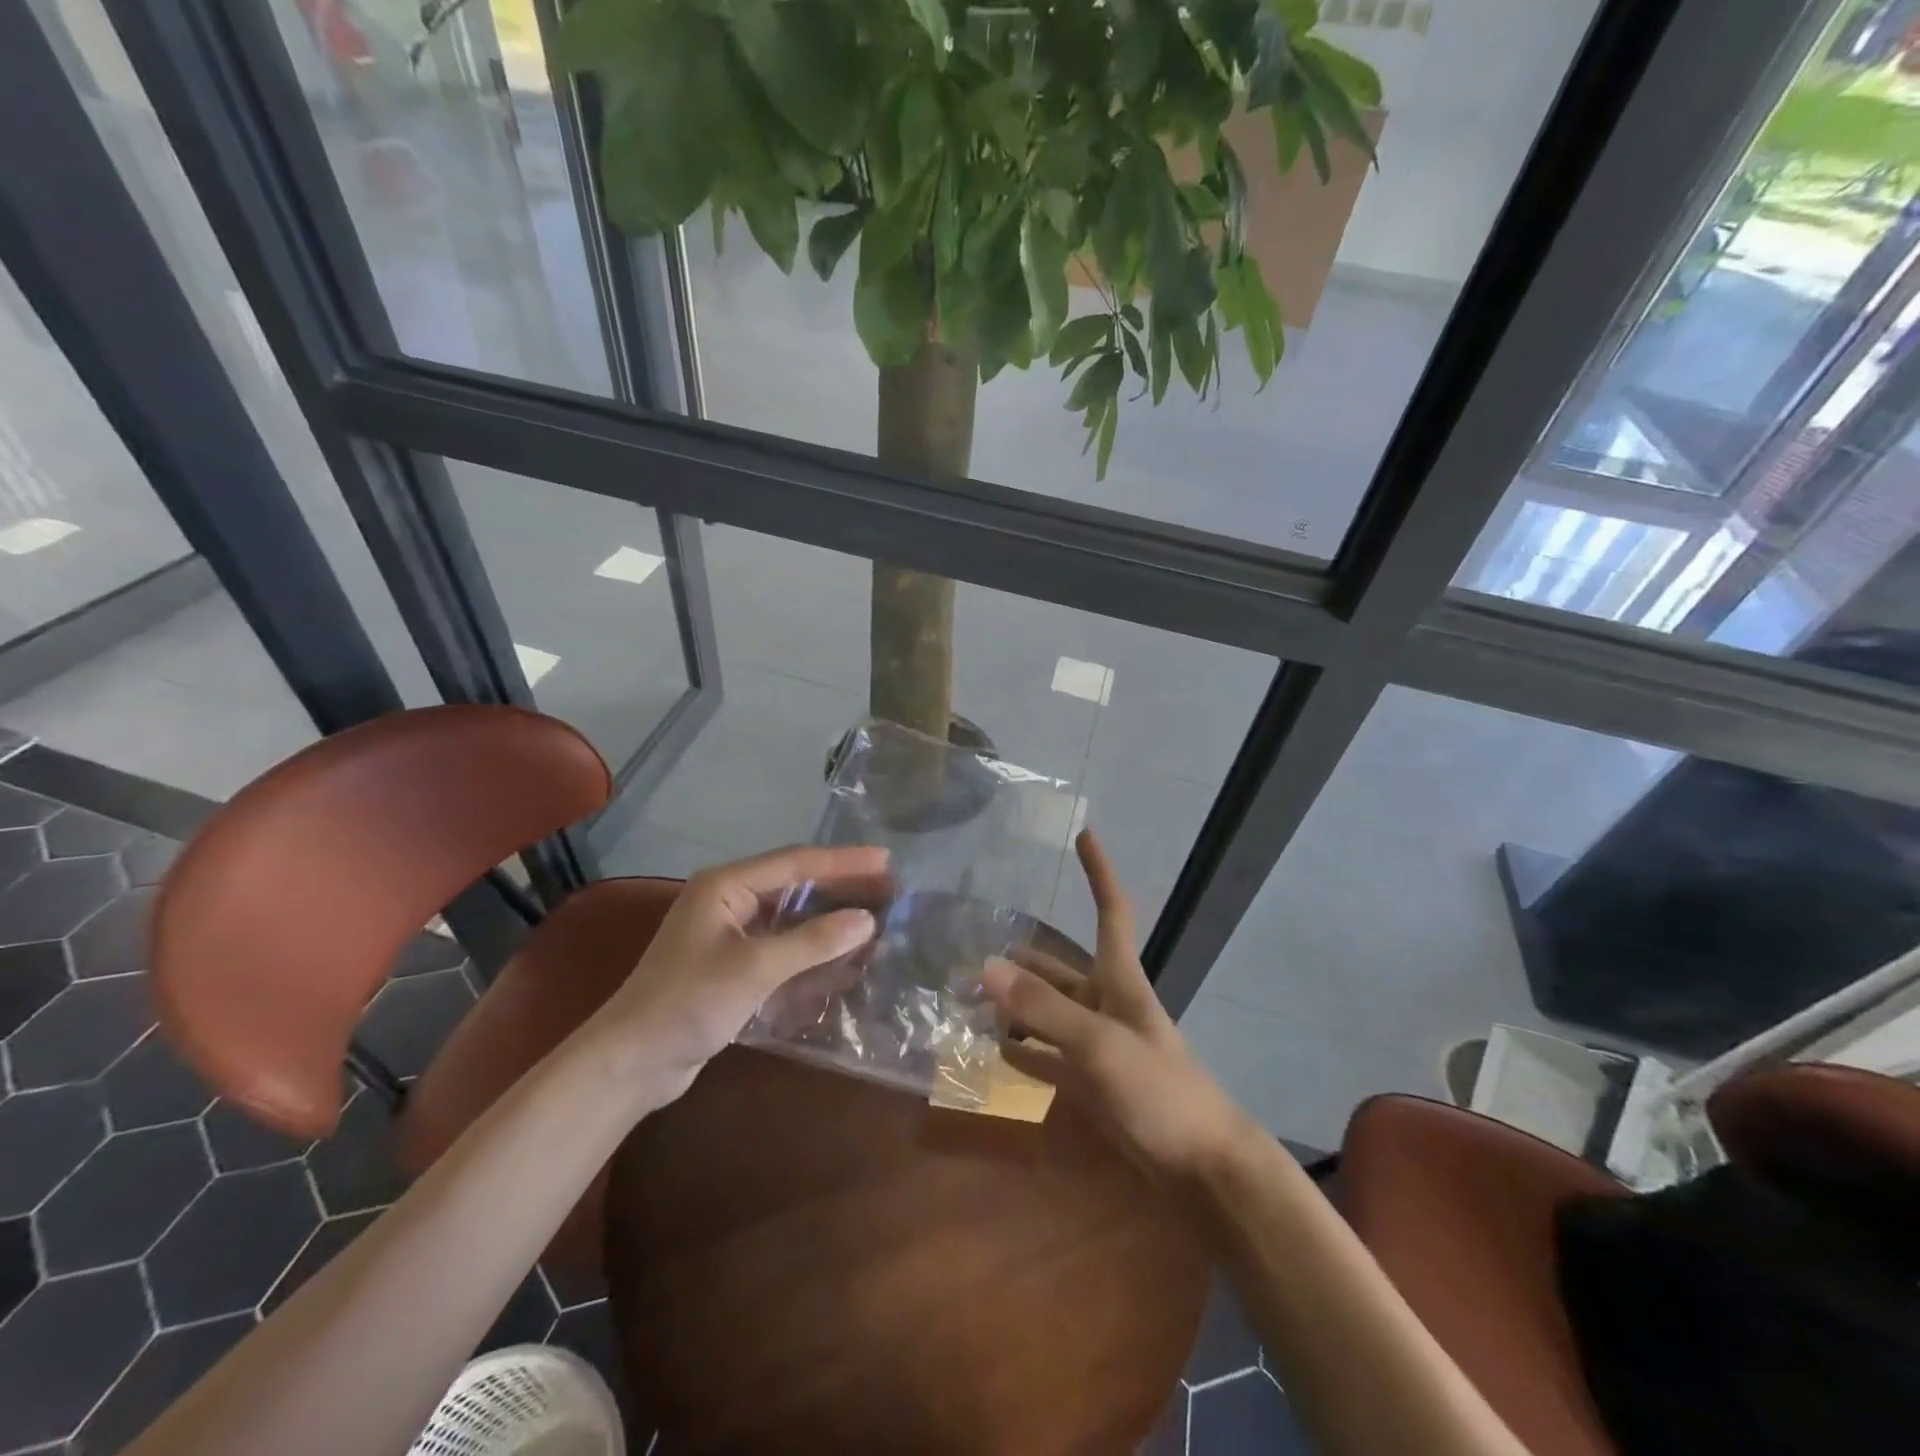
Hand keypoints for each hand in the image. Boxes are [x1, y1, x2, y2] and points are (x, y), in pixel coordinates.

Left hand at [583, 844, 885, 1107]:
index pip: (796, 862)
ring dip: (830, 914)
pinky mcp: (733, 961)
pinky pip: (783, 941)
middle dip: (842, 884)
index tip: (886, 860)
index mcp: (726, 885)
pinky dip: (812, 943)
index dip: (844, 861)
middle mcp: (729, 899)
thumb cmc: (688, 1004)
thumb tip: (867, 919)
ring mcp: (730, 931)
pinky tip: (841, 950)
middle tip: (889, 886)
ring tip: (874, 912)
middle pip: (795, 882)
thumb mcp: (754, 969)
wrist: (632, 1062)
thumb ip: (813, 941)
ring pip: (791, 913)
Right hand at [984, 831, 1257, 1182]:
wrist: (1201, 1167)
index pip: (1111, 910)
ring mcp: (1097, 1044)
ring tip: (969, 996)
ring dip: (1014, 1004)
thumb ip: (1043, 1010)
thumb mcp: (1099, 1045)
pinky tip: (992, 1048)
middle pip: (1060, 968)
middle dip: (1022, 958)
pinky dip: (1021, 1050)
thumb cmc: (1159, 1090)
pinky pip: (1047, 1056)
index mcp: (1119, 980)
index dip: (1099, 872)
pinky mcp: (1090, 1082)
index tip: (1085, 834)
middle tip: (973, 949)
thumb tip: (986, 967)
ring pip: (1048, 1012)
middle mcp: (1106, 1003)